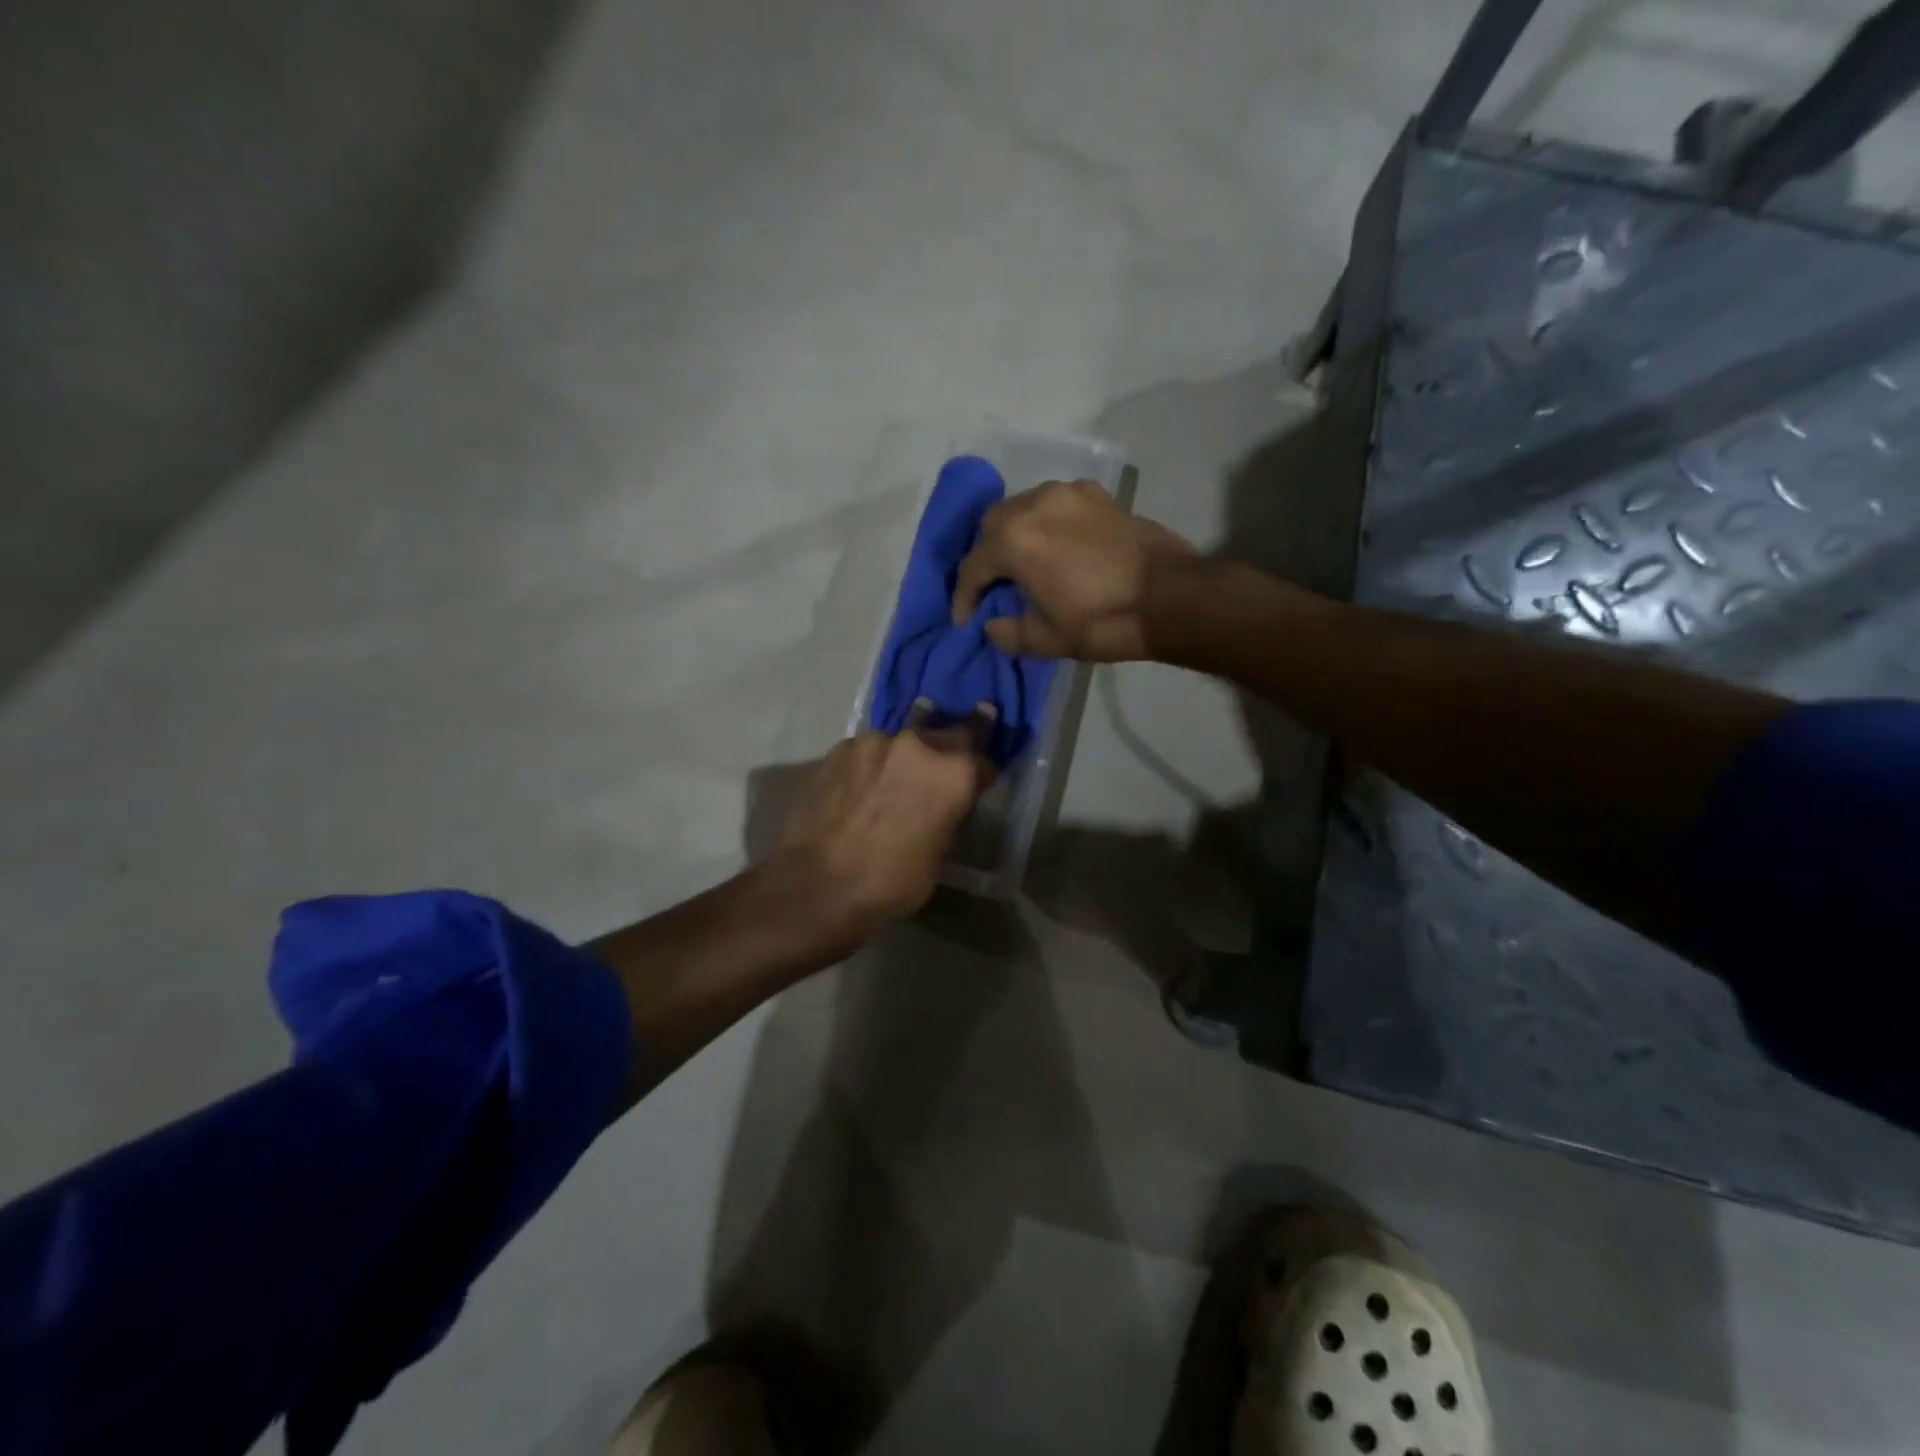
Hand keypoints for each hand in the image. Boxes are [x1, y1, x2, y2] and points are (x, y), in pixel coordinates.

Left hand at [775, 706, 994, 938]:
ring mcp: (874, 741)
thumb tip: (942, 802)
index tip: (979, 776)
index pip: (981, 756)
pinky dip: (871, 764)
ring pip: (899, 740)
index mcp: (952, 772)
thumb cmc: (893, 878)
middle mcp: (917, 744)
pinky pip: (865, 751)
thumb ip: (947, 812)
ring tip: (894, 775)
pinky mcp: (839, 749)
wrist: (821, 883)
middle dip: (950, 743)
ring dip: (903, 754)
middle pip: (944, 732)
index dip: (981, 770)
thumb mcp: (940, 851)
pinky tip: (861, 785)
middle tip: (948, 752)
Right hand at [949, 479, 1197, 661]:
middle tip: (995, 585)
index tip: (964, 619)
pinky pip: (1056, 503)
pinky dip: (1046, 522)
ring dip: (1015, 533)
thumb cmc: (1104, 621)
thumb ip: (1010, 633)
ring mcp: (1069, 493)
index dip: (964, 597)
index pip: (973, 567)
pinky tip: (1058, 545)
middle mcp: (1035, 505)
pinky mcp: (1098, 495)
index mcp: (1015, 541)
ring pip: (1023, 506)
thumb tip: (992, 625)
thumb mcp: (1050, 640)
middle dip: (986, 555)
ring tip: (1025, 562)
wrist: (1172, 597)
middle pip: (992, 524)